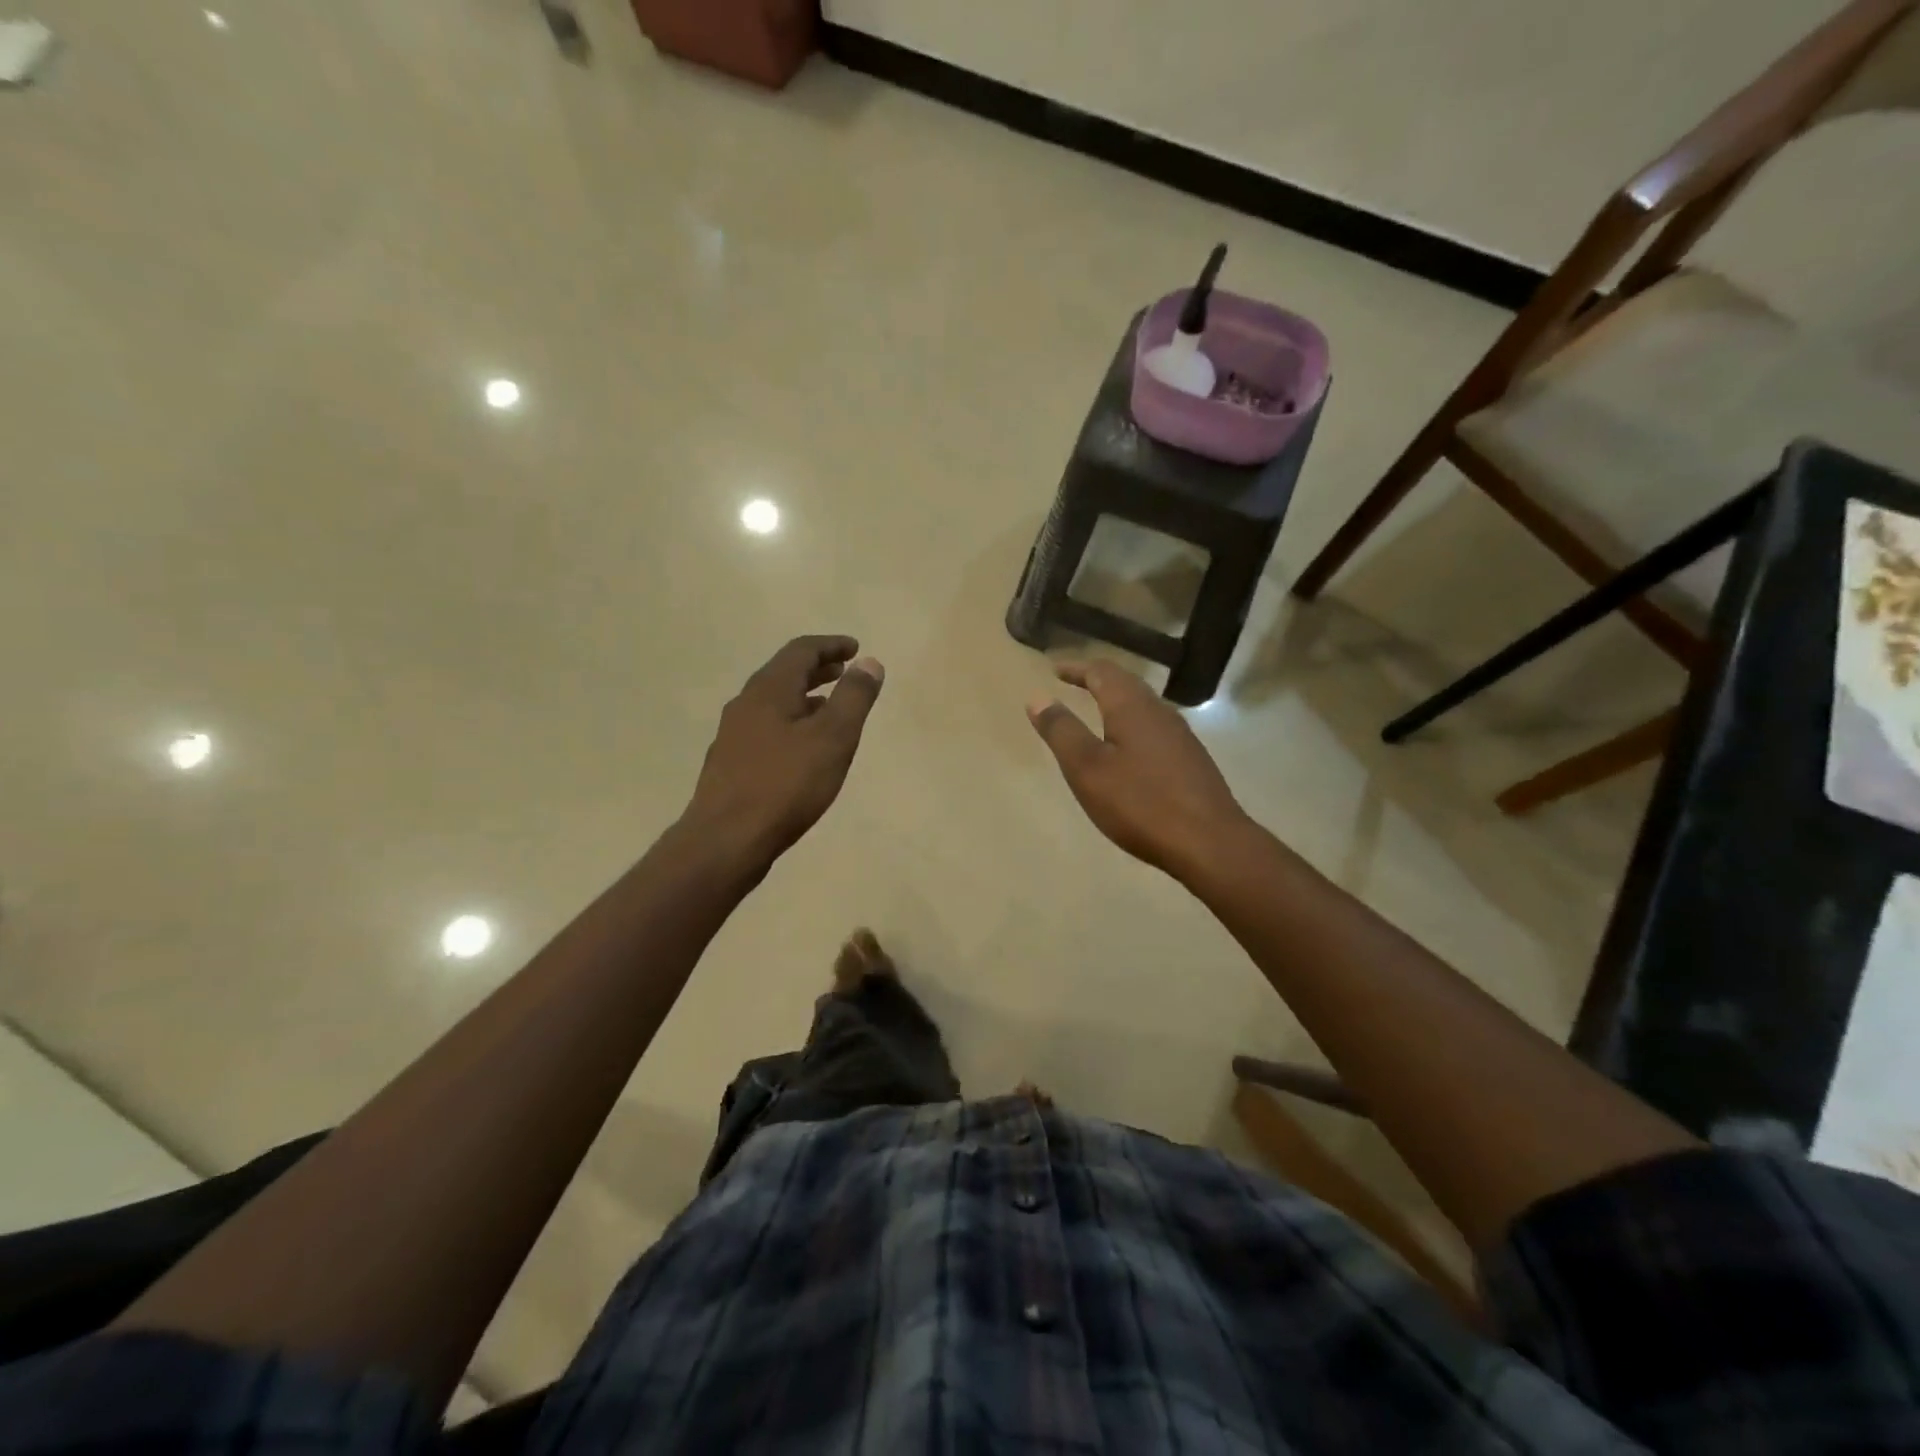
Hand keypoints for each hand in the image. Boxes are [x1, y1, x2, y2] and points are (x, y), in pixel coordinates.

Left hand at [684, 636, 884, 865]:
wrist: (726, 840)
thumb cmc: (786, 785)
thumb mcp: (833, 738)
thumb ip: (854, 698)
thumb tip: (869, 663)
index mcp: (769, 690)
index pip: (801, 651)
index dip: (831, 645)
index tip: (856, 648)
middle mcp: (746, 704)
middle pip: (783, 673)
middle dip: (817, 669)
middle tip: (844, 671)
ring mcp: (734, 734)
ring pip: (773, 702)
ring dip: (804, 696)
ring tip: (830, 707)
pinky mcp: (731, 763)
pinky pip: (766, 727)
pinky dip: (791, 722)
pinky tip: (803, 748)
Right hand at [1027, 661, 1248, 877]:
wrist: (1210, 842)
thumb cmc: (1140, 803)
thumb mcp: (1087, 769)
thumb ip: (1062, 731)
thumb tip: (1038, 698)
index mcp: (1132, 707)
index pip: (1102, 672)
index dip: (1077, 668)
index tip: (1055, 670)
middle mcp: (1159, 712)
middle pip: (1127, 683)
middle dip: (1098, 680)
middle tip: (1074, 682)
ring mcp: (1180, 736)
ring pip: (1143, 705)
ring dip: (1117, 701)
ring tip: (1098, 710)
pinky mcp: (1191, 760)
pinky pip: (1155, 728)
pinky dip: (1133, 724)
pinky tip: (1129, 747)